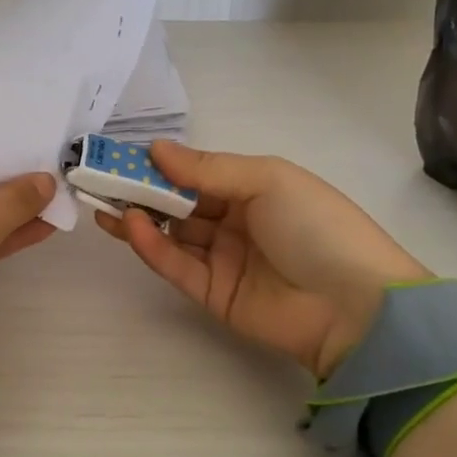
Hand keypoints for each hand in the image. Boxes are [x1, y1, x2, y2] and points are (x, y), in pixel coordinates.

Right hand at [96, 141, 428, 378]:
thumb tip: (155, 148)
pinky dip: (152, 247)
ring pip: (171, 235)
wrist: (356, 307)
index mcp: (253, 188)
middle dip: (141, 189)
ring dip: (139, 217)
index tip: (122, 153)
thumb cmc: (316, 226)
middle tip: (99, 177)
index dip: (161, 163)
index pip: (196, 173)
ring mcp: (222, 259)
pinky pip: (176, 266)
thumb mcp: (267, 180)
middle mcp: (235, 221)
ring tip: (102, 201)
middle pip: (179, 203)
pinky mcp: (212, 294)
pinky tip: (131, 226)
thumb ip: (207, 168)